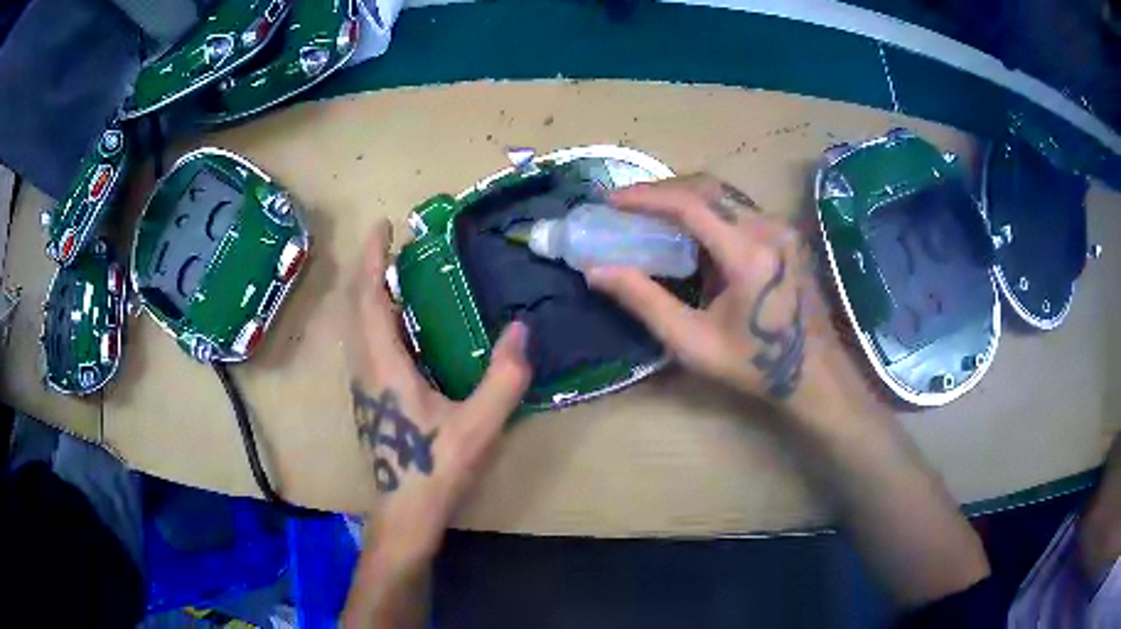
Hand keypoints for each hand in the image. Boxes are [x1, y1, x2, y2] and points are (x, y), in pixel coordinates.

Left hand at [346, 219, 531, 563]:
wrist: (405, 512)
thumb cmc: (436, 468)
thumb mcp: (478, 425)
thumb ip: (503, 378)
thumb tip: (522, 329)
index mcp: (384, 365)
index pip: (370, 298)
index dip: (373, 258)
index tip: (383, 226)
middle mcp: (364, 368)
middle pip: (356, 305)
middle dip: (369, 268)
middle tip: (392, 243)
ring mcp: (363, 384)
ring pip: (356, 325)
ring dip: (370, 292)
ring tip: (397, 275)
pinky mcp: (369, 398)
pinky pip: (364, 343)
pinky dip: (375, 318)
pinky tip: (402, 325)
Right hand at [587, 174, 844, 413]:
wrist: (813, 373)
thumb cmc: (753, 365)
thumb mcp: (692, 342)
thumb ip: (644, 301)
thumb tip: (596, 270)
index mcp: (748, 255)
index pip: (690, 204)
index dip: (646, 197)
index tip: (610, 200)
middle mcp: (768, 228)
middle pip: (706, 188)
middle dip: (660, 190)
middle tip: (624, 204)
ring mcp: (781, 227)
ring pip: (723, 193)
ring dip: (682, 196)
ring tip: (647, 211)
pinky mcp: (785, 232)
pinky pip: (737, 206)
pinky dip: (705, 207)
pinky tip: (685, 225)